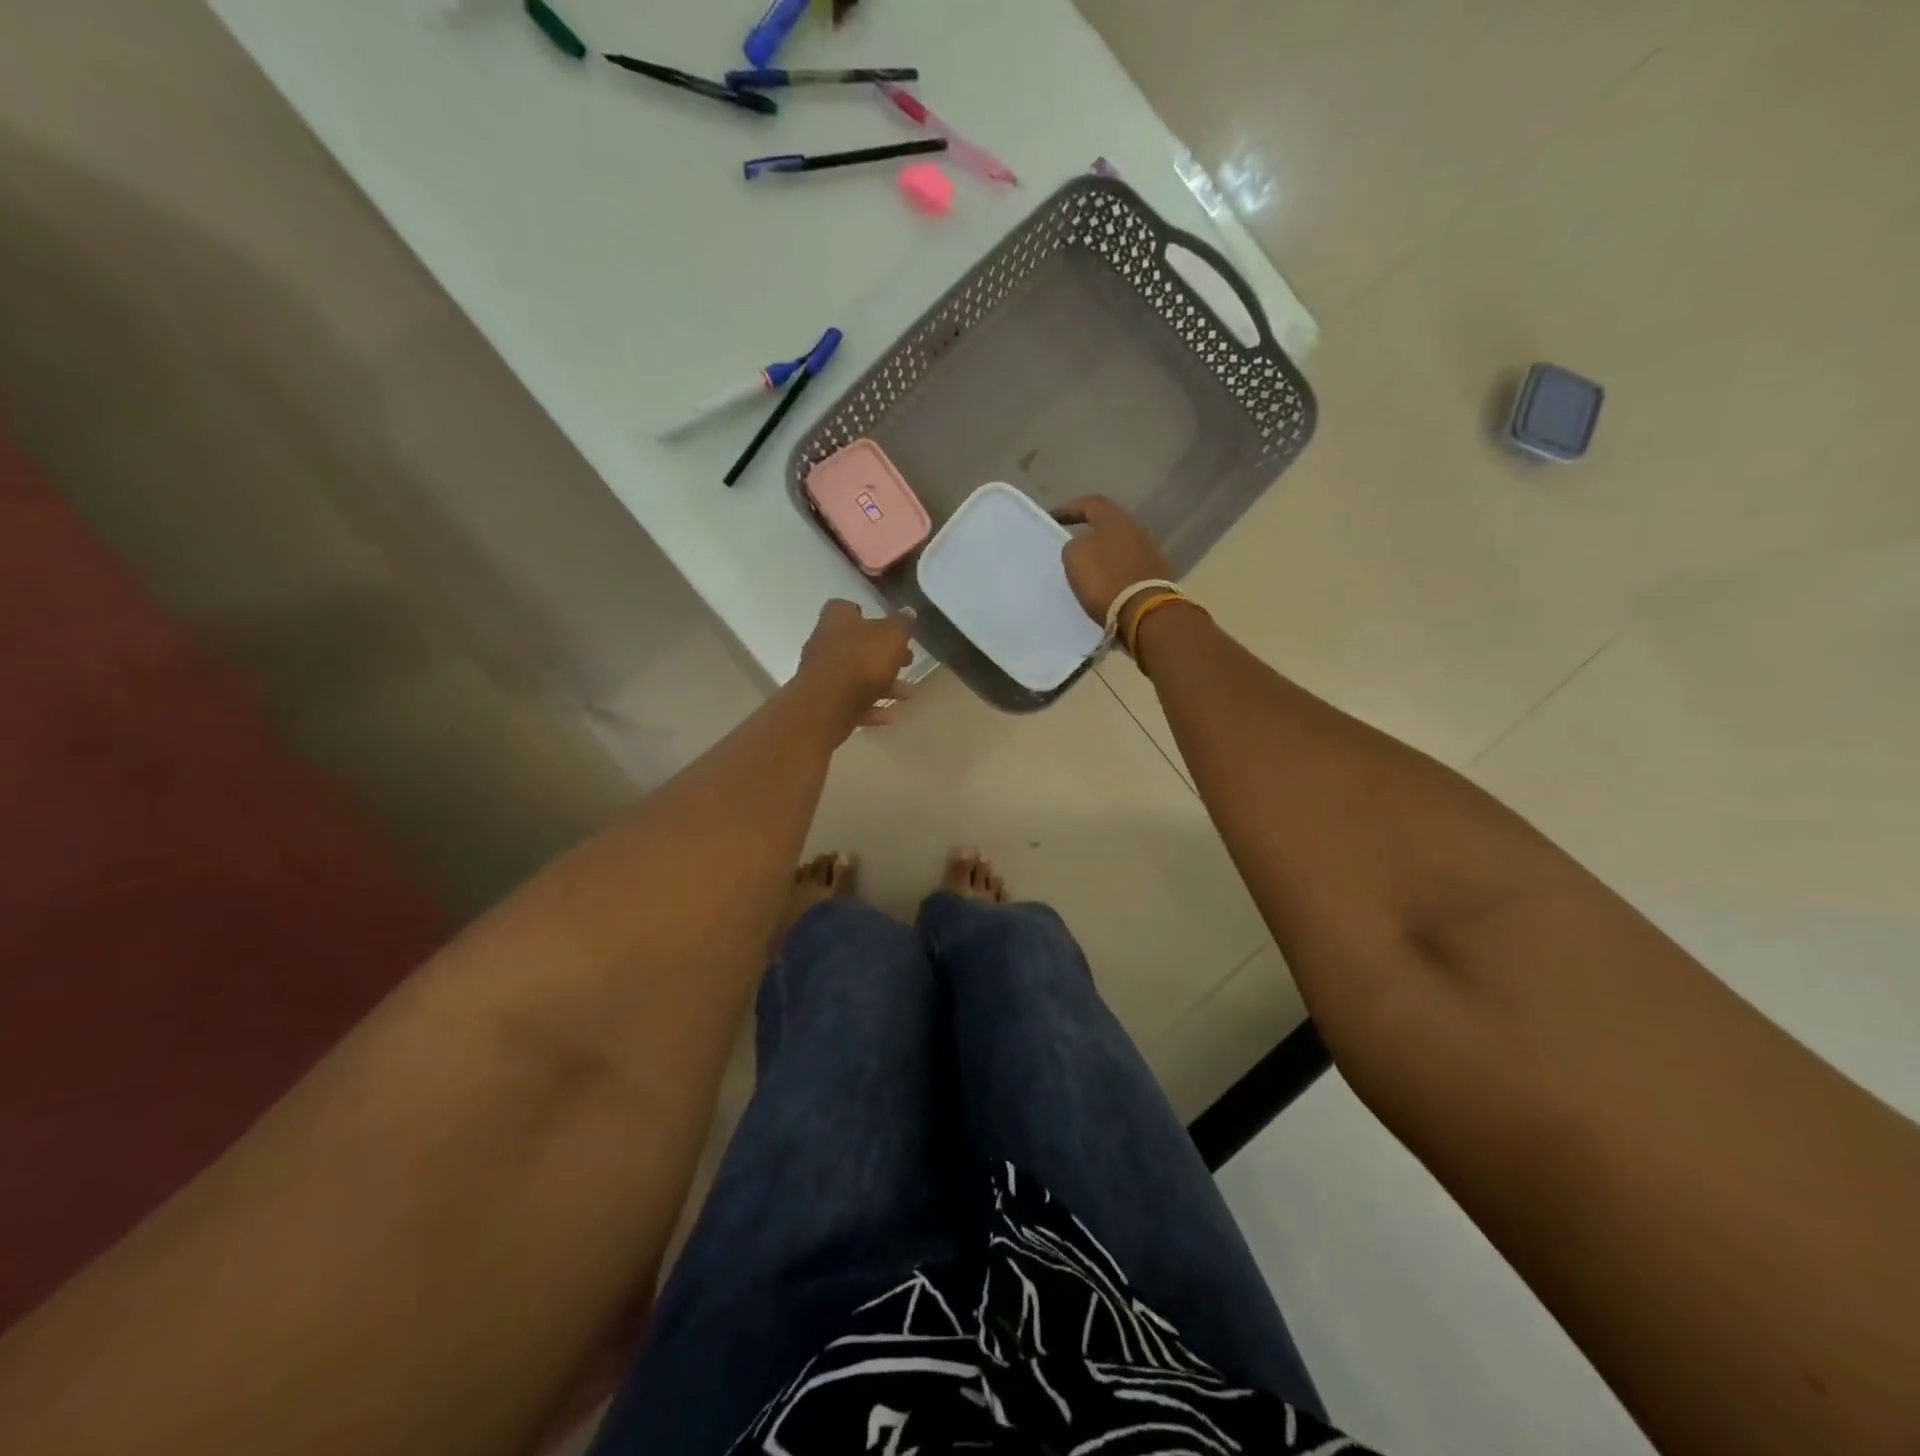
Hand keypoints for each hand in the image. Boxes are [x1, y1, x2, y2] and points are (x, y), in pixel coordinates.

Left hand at [796, 600, 915, 732]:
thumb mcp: (892, 637)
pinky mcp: (823, 701)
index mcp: (837, 620)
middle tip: (906, 662)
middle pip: (855, 644)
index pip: (846, 607)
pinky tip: (888, 715)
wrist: (827, 706)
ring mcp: (821, 674)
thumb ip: (901, 624)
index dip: (865, 614)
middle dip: (882, 655)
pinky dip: (870, 707)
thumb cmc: (862, 661)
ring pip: (856, 675)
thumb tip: (908, 611)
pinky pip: (850, 701)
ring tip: (907, 695)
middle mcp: (824, 643)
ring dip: (882, 685)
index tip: (885, 626)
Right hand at [1057, 495, 1174, 636]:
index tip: (1052, 518)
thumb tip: (1082, 546)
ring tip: (1087, 569)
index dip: (1069, 509)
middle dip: (1090, 533)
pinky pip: (1128, 568)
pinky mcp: (1156, 576)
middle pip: (1109, 525)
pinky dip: (1115, 573)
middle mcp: (1137, 530)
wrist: (1144, 612)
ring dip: (1104, 555)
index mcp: (1116, 519)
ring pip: (1120, 547)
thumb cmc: (1105, 579)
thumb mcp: (1075, 557)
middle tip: (1072, 544)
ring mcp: (1150, 553)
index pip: (1090, 504)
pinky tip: (1105, 585)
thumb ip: (1074, 545)